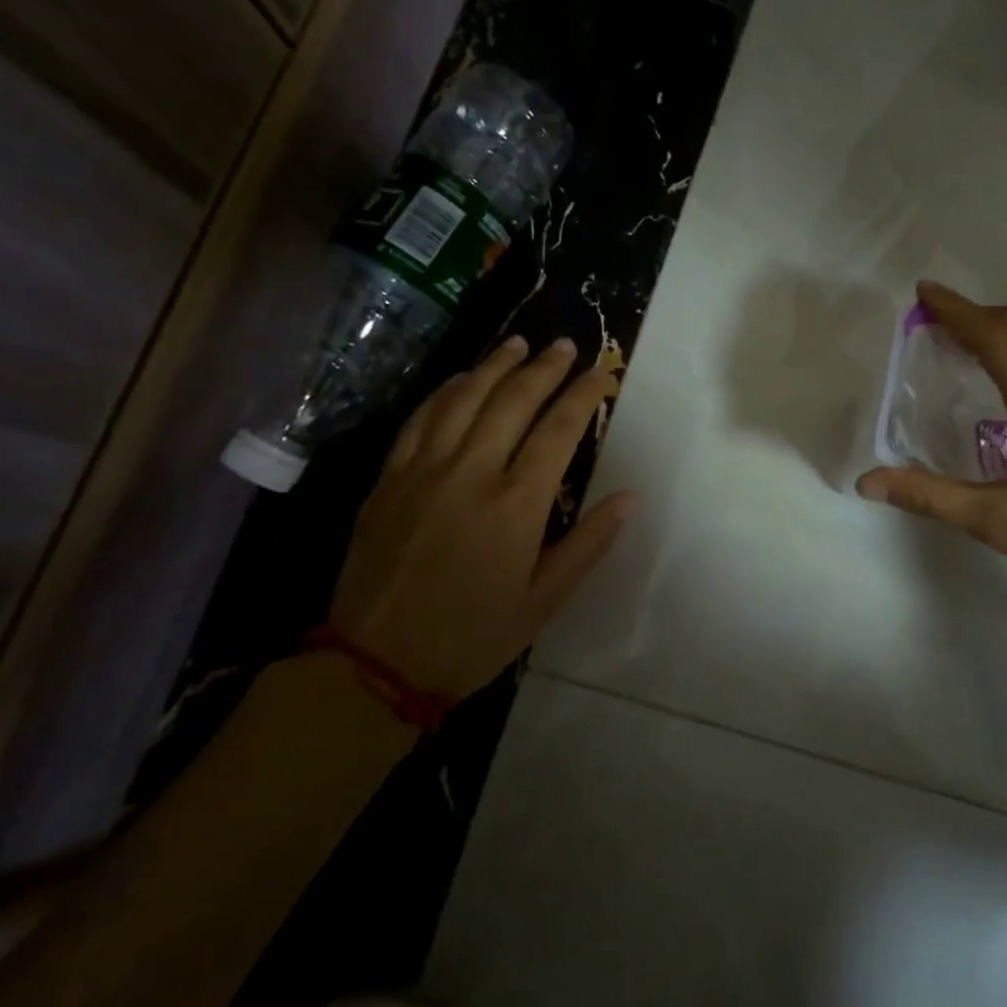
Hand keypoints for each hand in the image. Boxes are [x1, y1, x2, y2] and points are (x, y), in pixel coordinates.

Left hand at [330, 335, 636, 700]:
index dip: (583, 395)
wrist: (376, 663)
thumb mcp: (544, 601)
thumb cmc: (473, 636)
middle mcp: (471, 473)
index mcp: (515, 505)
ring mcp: (423, 471)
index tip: (602, 372)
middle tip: (565, 344)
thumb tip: (631, 497)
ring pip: (464, 399)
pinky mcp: (388, 479)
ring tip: (519, 342)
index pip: (558, 430)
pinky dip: (445, 391)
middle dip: (544, 368)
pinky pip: (419, 419)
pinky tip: (461, 378)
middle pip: (513, 401)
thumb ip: (589, 544)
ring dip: (495, 366)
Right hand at [856, 282, 1006, 616]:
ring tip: (959, 338)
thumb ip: (929, 496)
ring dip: (998, 329)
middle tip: (931, 314)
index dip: (957, 311)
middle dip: (973, 313)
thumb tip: (866, 482)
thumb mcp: (995, 521)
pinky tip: (1005, 375)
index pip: (996, 337)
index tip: (922, 293)